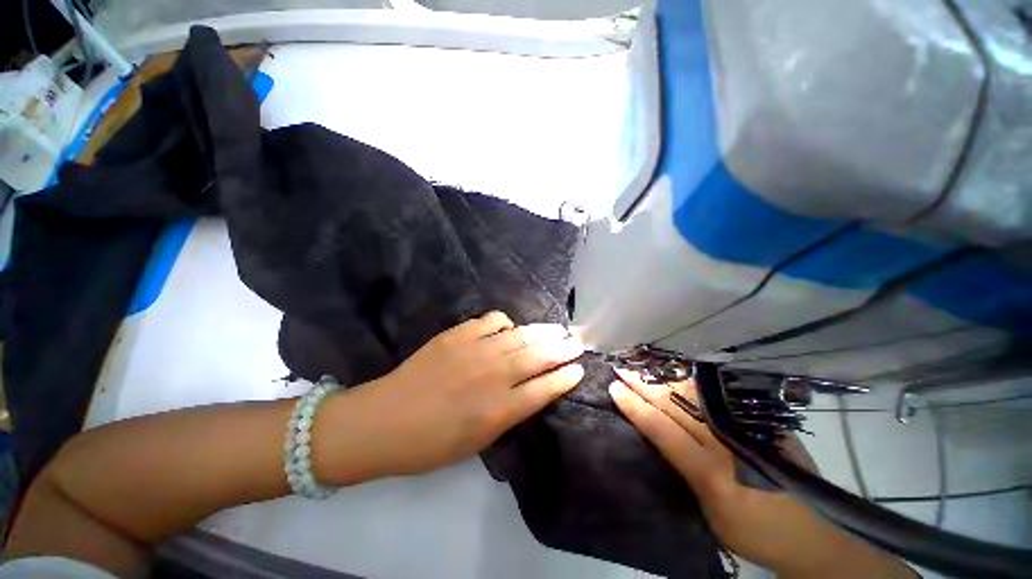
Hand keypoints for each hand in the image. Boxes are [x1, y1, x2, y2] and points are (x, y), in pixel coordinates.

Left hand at [316, 311, 584, 482]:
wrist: (383, 421)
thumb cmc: (430, 444)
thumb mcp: (477, 441)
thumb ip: (508, 414)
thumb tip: (530, 391)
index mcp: (499, 410)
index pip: (545, 389)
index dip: (565, 377)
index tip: (579, 368)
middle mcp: (494, 376)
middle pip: (539, 356)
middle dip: (563, 349)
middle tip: (577, 342)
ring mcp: (476, 350)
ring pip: (520, 335)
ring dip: (542, 332)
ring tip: (556, 329)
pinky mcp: (458, 334)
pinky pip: (492, 320)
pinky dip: (506, 323)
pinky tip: (509, 328)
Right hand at [609, 370, 912, 577]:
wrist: (816, 534)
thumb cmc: (755, 532)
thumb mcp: (711, 515)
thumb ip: (685, 472)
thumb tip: (658, 436)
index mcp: (713, 473)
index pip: (663, 429)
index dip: (635, 406)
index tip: (613, 386)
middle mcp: (728, 442)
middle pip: (676, 404)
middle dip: (644, 384)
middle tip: (621, 367)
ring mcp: (747, 426)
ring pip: (695, 393)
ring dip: (664, 378)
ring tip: (641, 366)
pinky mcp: (761, 420)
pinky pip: (716, 396)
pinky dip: (691, 382)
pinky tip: (675, 372)